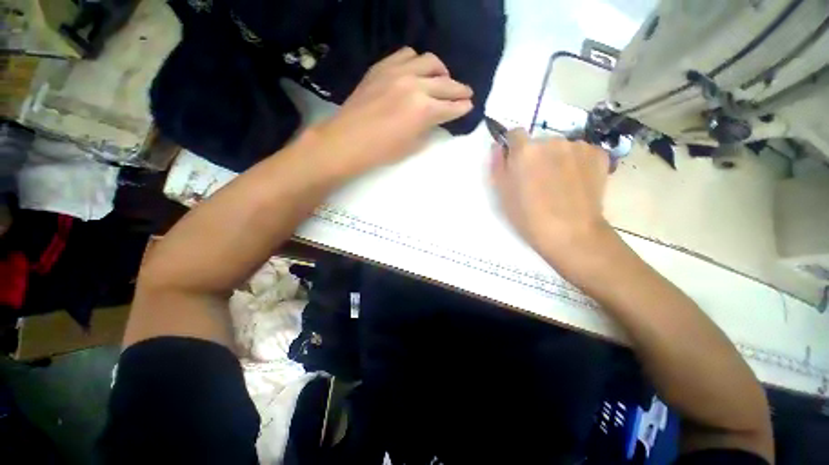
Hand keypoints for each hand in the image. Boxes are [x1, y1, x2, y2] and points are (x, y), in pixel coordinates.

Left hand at [313, 47, 473, 175]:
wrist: (348, 140)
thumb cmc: (382, 151)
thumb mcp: (412, 145)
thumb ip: (428, 128)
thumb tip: (435, 118)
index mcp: (424, 110)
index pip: (451, 106)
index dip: (462, 107)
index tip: (469, 106)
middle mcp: (415, 85)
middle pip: (446, 83)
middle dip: (460, 89)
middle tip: (466, 93)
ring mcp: (398, 72)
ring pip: (429, 61)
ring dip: (441, 71)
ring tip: (442, 79)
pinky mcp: (382, 67)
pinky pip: (406, 54)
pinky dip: (417, 62)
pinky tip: (417, 71)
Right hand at [490, 129, 613, 268]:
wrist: (570, 233)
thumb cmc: (528, 216)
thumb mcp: (502, 193)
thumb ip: (497, 165)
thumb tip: (498, 146)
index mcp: (525, 150)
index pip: (515, 133)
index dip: (513, 147)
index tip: (515, 163)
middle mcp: (552, 140)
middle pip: (540, 141)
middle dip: (536, 155)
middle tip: (538, 180)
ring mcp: (578, 146)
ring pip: (561, 147)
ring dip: (557, 158)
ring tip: (560, 184)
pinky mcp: (599, 154)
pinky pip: (581, 152)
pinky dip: (577, 163)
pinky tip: (577, 183)